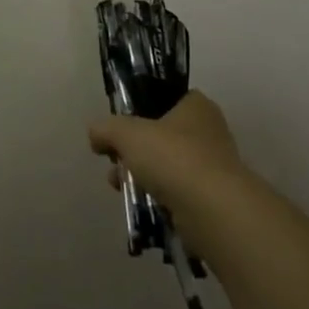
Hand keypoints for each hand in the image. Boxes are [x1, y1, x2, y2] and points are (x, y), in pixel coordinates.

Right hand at [88, 91, 247, 243]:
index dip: (139, 109)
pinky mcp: (211, 198)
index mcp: (196, 106)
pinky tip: (139, 203)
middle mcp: (209, 131)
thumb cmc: (173, 157)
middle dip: (133, 148)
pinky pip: (175, 191)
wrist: (213, 210)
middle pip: (161, 134)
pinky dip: (157, 195)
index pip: (165, 98)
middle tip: (113, 159)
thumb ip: (106, 128)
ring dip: (140, 173)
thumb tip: (95, 134)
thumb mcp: (127, 133)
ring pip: (166, 164)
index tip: (120, 125)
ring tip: (118, 185)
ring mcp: (212, 166)